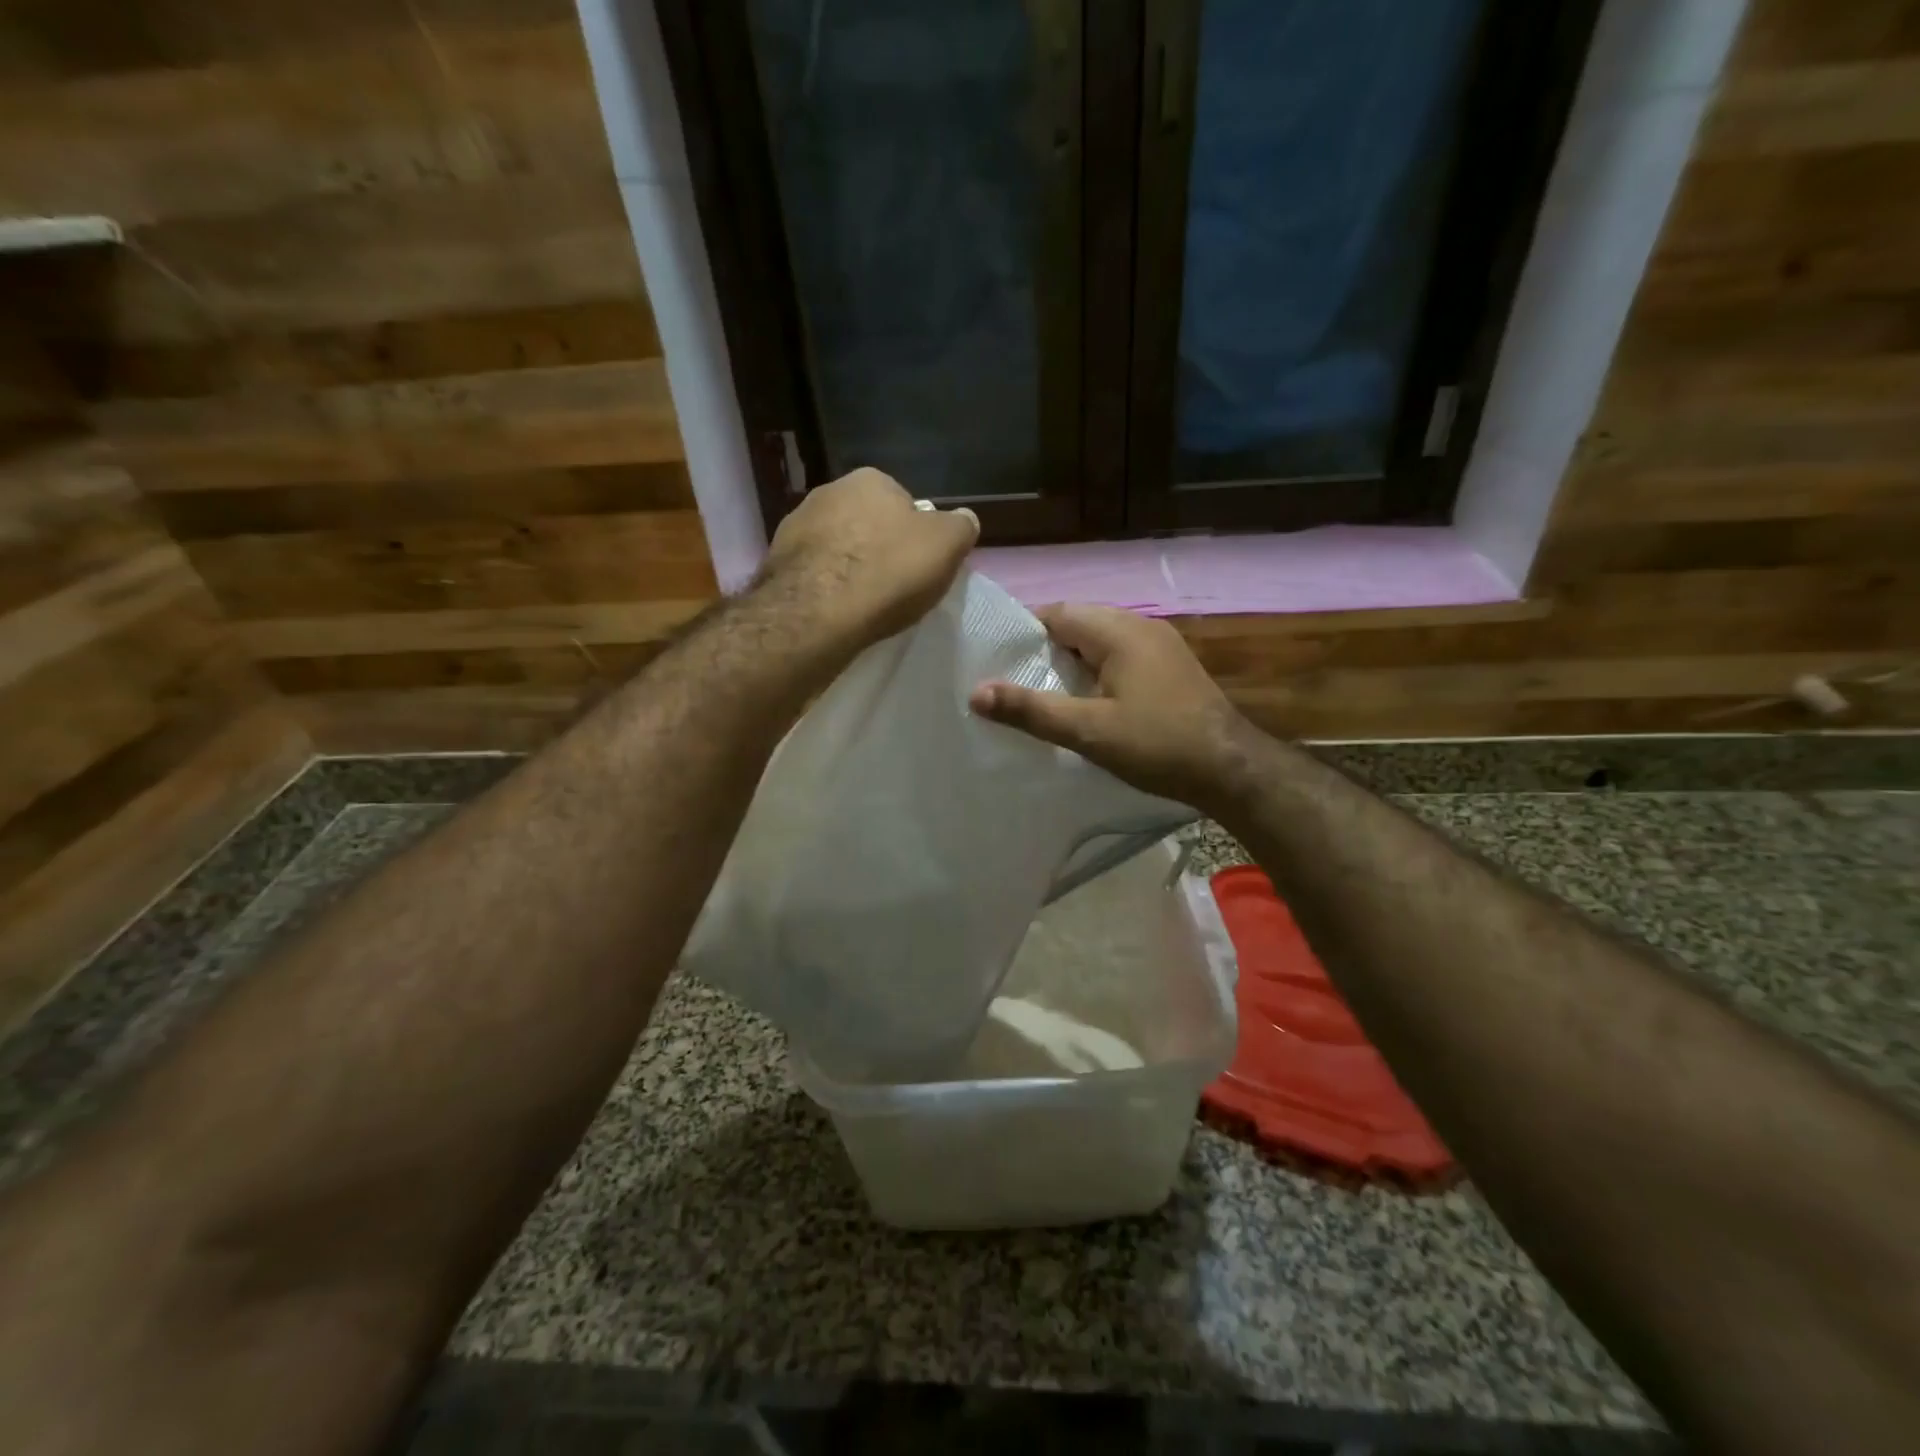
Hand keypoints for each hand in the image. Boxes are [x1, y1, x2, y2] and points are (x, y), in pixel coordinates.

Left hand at [758, 468, 978, 653]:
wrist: (818, 612)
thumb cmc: (889, 572)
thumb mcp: (946, 546)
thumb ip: (960, 527)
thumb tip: (964, 518)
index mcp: (871, 479)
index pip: (903, 502)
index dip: (914, 534)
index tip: (918, 565)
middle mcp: (828, 491)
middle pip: (866, 521)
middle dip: (877, 546)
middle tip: (892, 584)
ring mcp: (795, 524)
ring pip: (835, 545)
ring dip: (847, 565)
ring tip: (862, 602)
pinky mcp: (776, 561)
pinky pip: (812, 570)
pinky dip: (824, 585)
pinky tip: (835, 609)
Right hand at [969, 604, 1250, 808]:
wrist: (1231, 768)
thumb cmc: (1157, 744)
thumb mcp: (1088, 731)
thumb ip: (1031, 710)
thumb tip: (975, 692)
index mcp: (1117, 631)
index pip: (1055, 613)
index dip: (1023, 635)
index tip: (999, 664)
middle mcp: (1139, 625)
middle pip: (1077, 623)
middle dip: (1045, 649)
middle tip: (1018, 684)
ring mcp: (1159, 643)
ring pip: (1099, 639)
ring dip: (1072, 661)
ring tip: (1047, 695)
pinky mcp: (1170, 664)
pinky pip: (1120, 653)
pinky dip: (1097, 669)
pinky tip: (1089, 700)